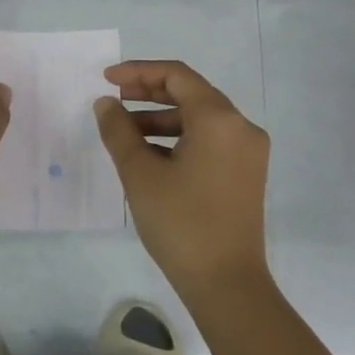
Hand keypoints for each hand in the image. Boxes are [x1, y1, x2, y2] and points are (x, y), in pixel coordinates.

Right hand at [94, 60, 271, 301]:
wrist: (226, 283)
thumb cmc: (181, 223)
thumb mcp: (140, 174)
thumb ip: (119, 131)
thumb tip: (106, 104)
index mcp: (219, 119)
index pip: (177, 76)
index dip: (138, 72)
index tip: (107, 79)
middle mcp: (241, 127)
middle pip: (191, 93)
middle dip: (149, 93)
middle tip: (113, 100)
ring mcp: (248, 151)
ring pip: (200, 119)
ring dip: (161, 119)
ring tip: (124, 131)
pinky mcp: (246, 173)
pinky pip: (210, 140)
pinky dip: (179, 138)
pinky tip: (150, 154)